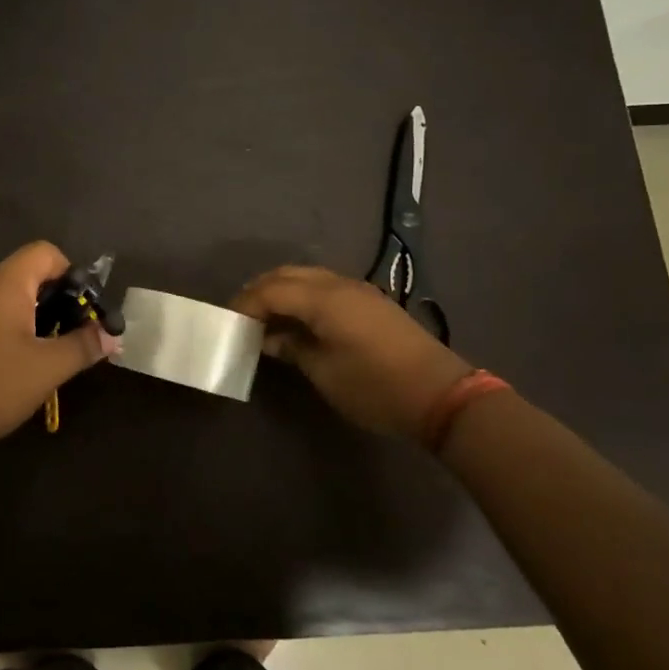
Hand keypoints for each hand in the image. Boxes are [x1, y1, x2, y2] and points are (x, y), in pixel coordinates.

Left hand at [0, 241, 118, 460]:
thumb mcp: (46, 368)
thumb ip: (83, 346)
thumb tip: (112, 335)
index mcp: (5, 284)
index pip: (46, 252)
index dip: (72, 274)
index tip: (86, 311)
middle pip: (29, 275)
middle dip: (59, 302)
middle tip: (75, 338)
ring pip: (10, 302)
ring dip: (37, 322)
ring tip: (50, 358)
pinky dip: (12, 336)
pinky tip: (16, 372)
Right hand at [232, 265, 473, 440]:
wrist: (440, 394)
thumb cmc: (375, 387)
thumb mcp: (324, 373)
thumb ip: (292, 348)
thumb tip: (269, 338)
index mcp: (324, 299)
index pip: (271, 290)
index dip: (245, 304)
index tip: (227, 322)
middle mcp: (339, 284)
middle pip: (288, 275)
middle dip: (260, 290)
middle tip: (241, 315)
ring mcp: (358, 290)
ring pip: (307, 276)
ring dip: (282, 290)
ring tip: (265, 316)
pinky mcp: (371, 301)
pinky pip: (325, 285)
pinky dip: (303, 295)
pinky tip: (297, 318)